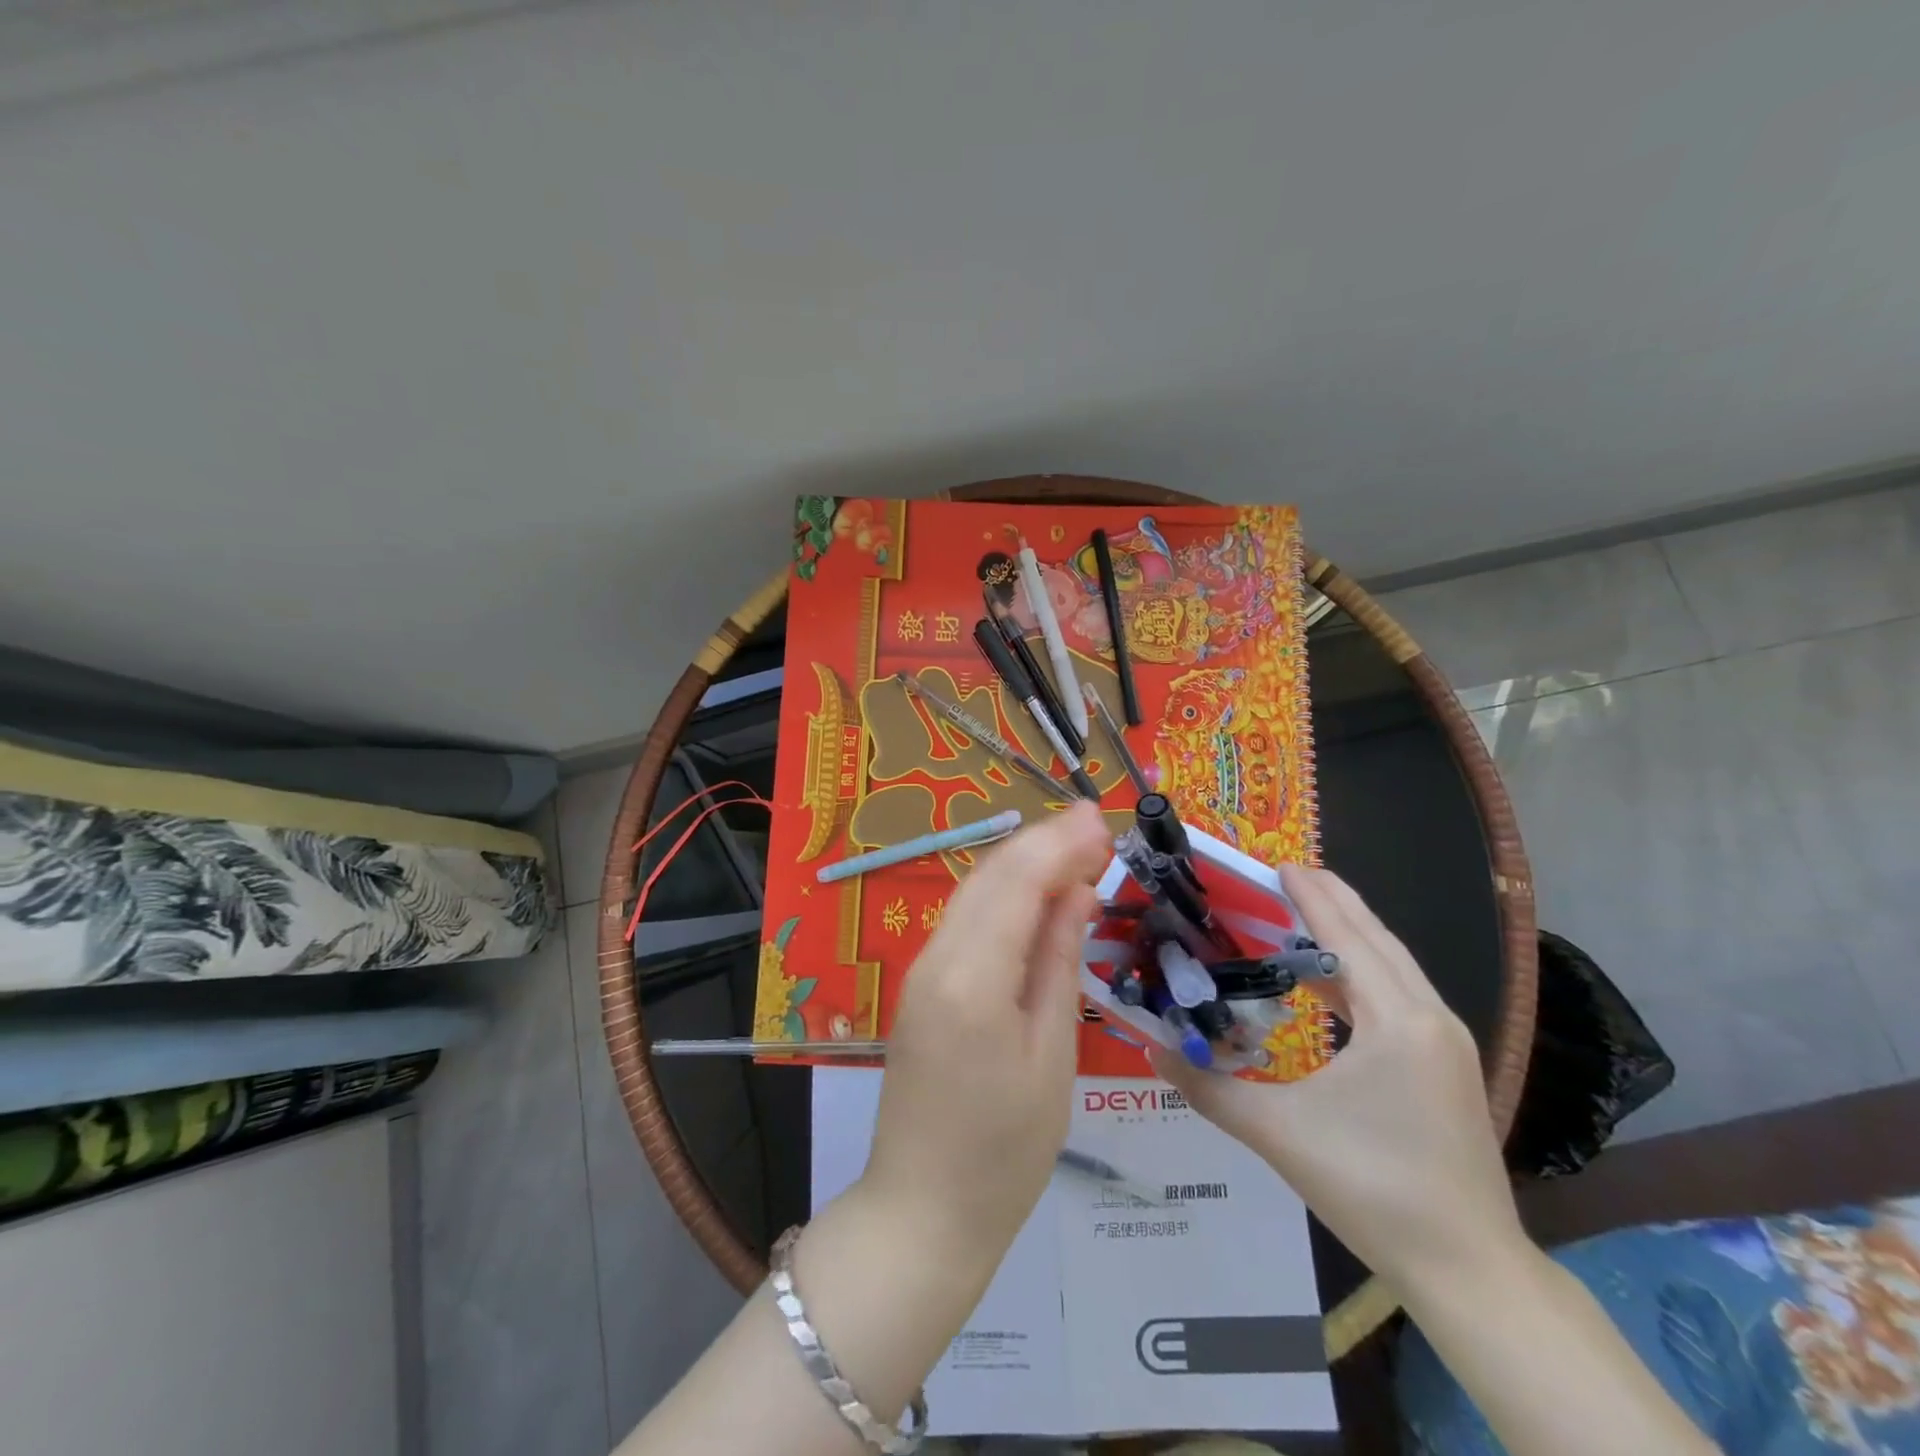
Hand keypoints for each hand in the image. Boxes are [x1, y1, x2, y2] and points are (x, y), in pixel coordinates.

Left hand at [859, 800, 1111, 1263]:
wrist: (923, 1211)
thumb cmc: (1005, 1151)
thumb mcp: (1051, 1055)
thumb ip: (1059, 961)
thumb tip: (1077, 891)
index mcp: (972, 977)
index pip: (1017, 881)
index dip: (1059, 842)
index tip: (1103, 817)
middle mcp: (937, 958)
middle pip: (991, 875)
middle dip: (1043, 842)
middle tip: (1096, 825)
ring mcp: (921, 970)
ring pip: (974, 892)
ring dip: (1022, 863)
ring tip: (1074, 848)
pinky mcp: (921, 986)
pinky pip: (964, 922)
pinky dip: (1003, 896)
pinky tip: (1035, 895)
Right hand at [1151, 864, 1525, 1297]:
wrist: (1470, 1271)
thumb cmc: (1374, 1189)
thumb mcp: (1280, 1134)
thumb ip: (1211, 1088)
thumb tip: (1153, 1050)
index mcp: (1397, 1020)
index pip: (1347, 937)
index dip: (1312, 897)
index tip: (1279, 863)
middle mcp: (1429, 1018)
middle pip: (1377, 939)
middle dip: (1333, 902)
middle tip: (1285, 875)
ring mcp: (1445, 1043)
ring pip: (1393, 966)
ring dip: (1349, 935)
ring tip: (1301, 914)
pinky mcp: (1445, 1067)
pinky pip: (1398, 996)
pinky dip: (1360, 974)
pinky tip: (1327, 983)